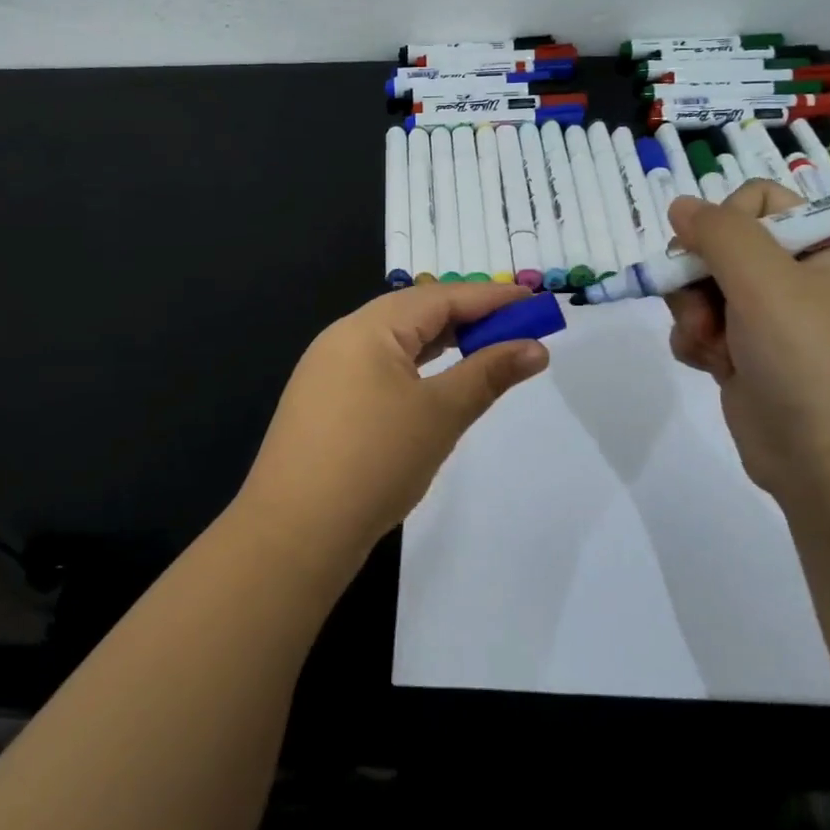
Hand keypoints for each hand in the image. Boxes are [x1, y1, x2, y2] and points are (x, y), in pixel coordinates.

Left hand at [235, 282, 548, 577]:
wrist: (294, 532)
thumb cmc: (375, 461)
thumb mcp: (440, 413)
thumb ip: (489, 374)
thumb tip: (535, 348)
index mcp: (368, 327)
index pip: (440, 297)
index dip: (491, 298)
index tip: (534, 301)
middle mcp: (343, 337)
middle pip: (415, 312)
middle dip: (467, 318)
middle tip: (515, 328)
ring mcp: (327, 370)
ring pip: (395, 341)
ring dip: (441, 343)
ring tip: (483, 351)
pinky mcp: (323, 402)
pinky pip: (378, 367)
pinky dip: (414, 367)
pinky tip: (433, 384)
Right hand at [664, 182, 829, 498]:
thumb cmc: (809, 358)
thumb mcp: (767, 281)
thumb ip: (719, 232)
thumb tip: (679, 204)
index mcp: (816, 249)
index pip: (758, 199)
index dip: (728, 218)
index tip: (720, 251)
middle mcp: (791, 279)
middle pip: (717, 245)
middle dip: (698, 275)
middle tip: (706, 305)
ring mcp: (765, 320)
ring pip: (699, 288)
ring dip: (692, 313)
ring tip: (710, 344)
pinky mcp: (742, 356)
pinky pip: (699, 328)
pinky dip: (695, 342)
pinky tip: (709, 365)